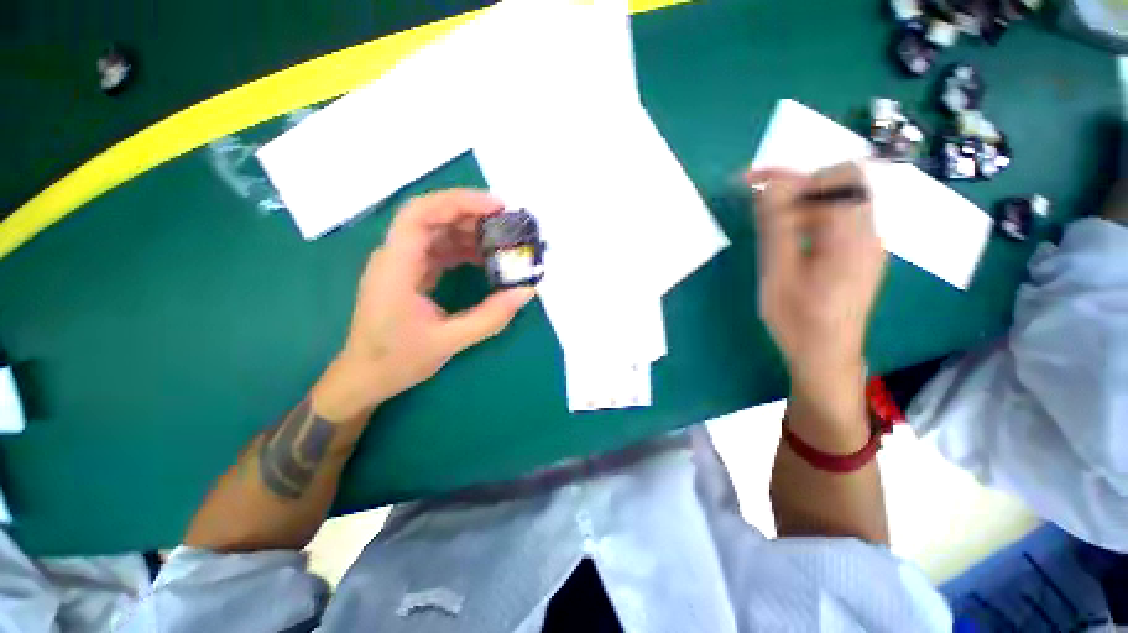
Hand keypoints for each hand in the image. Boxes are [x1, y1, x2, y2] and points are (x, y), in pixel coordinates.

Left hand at [313, 190, 535, 420]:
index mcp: (396, 267)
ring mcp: (402, 264)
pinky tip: (484, 259)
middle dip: (471, 215)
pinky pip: (439, 250)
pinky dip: (463, 249)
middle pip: (431, 217)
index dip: (458, 202)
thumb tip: (526, 292)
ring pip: (436, 232)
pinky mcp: (410, 273)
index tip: (495, 207)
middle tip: (507, 224)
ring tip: (502, 242)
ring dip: (469, 232)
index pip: (420, 214)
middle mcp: (396, 257)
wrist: (366, 377)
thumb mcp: (449, 340)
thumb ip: (490, 317)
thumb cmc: (399, 359)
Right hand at [747, 163, 885, 426]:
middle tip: (759, 198)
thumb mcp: (778, 275)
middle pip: (842, 183)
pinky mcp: (859, 254)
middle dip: (797, 183)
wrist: (827, 356)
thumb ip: (776, 228)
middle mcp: (869, 233)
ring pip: (839, 200)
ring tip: (768, 220)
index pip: (835, 179)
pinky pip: (837, 220)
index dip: (792, 173)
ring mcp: (867, 244)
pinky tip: (787, 237)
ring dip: (801, 200)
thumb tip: (769, 187)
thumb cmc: (798, 321)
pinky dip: (809, 216)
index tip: (752, 180)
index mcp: (852, 238)